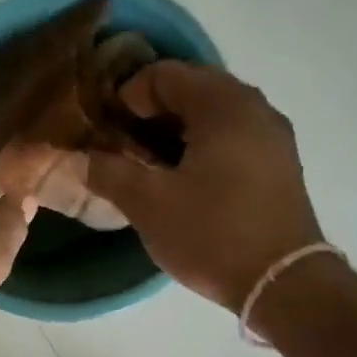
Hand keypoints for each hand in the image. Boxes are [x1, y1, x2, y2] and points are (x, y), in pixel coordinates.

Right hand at [87, 61, 324, 311]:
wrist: (282, 283)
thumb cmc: (211, 234)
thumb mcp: (148, 203)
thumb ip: (107, 172)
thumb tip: (73, 158)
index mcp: (223, 104)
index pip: (164, 73)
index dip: (126, 96)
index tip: (105, 131)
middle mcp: (254, 107)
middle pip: (191, 90)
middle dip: (149, 114)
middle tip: (120, 148)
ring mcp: (272, 136)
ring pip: (212, 117)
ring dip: (174, 133)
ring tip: (147, 168)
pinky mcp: (278, 165)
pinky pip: (231, 139)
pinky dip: (200, 148)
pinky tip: (183, 183)